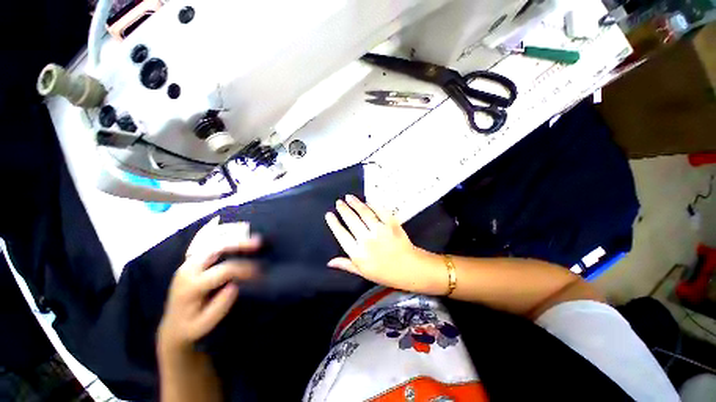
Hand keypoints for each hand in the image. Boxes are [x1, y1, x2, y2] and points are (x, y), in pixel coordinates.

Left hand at [158, 217, 260, 352]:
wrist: (172, 327)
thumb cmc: (190, 328)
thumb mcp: (204, 325)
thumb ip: (219, 308)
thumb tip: (235, 286)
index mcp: (191, 286)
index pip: (223, 270)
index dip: (244, 268)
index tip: (260, 272)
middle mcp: (187, 270)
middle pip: (216, 250)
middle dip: (240, 244)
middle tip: (259, 243)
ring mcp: (188, 264)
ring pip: (213, 244)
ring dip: (234, 241)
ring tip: (253, 240)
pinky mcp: (191, 263)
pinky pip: (211, 247)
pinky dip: (227, 243)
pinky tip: (239, 242)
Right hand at [325, 195, 444, 294]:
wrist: (409, 268)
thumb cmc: (385, 273)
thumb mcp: (363, 272)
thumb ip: (346, 264)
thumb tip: (330, 262)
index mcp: (358, 253)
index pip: (341, 235)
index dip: (334, 223)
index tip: (329, 214)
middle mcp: (367, 240)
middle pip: (351, 220)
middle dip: (343, 209)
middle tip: (339, 202)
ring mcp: (380, 230)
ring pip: (364, 213)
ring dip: (355, 204)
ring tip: (349, 197)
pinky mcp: (391, 224)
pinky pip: (380, 211)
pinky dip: (373, 205)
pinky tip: (367, 201)